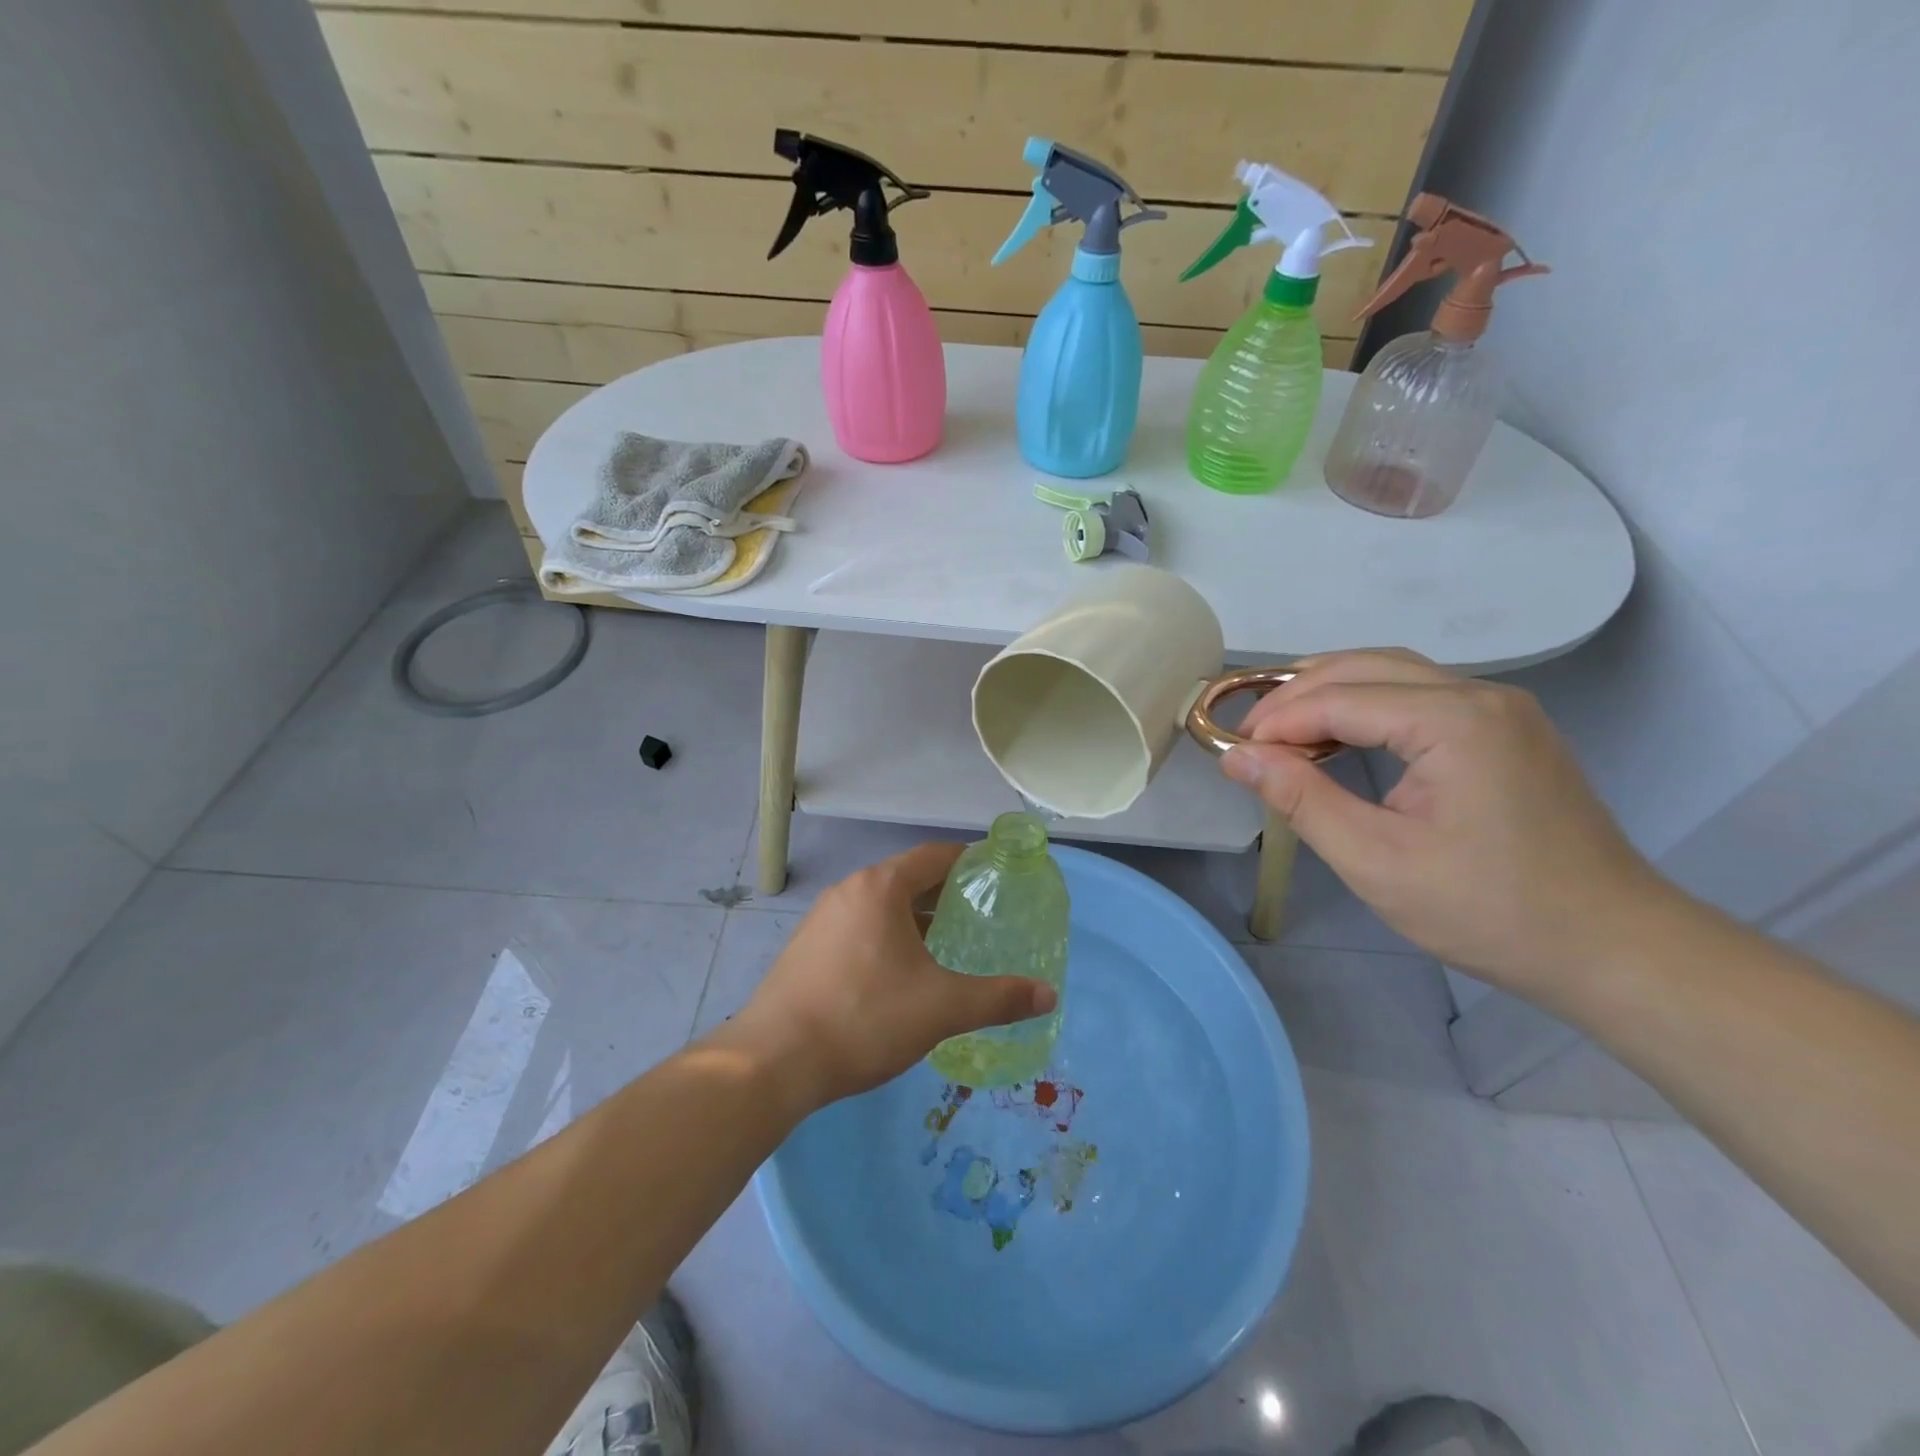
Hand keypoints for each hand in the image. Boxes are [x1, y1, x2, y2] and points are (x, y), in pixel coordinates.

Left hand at [720, 843, 1057, 1108]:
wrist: (774, 1061)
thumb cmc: (865, 1018)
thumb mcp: (941, 1008)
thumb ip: (998, 998)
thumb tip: (1049, 995)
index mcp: (880, 888)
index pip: (934, 856)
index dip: (968, 860)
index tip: (996, 873)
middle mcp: (849, 891)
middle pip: (906, 878)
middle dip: (944, 893)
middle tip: (980, 913)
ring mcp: (822, 919)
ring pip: (880, 905)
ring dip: (914, 917)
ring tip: (946, 942)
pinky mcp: (806, 948)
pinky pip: (858, 927)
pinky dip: (887, 936)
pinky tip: (900, 972)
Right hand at [1221, 649, 1671, 996]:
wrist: (1613, 948)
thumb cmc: (1488, 910)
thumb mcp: (1375, 861)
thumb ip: (1301, 799)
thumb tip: (1238, 757)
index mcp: (1454, 720)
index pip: (1339, 698)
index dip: (1277, 720)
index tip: (1231, 751)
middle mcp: (1481, 695)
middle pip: (1365, 666)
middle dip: (1297, 695)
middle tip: (1250, 738)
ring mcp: (1501, 709)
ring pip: (1393, 673)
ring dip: (1331, 693)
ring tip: (1282, 731)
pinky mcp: (1507, 730)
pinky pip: (1420, 695)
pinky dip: (1367, 705)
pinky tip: (1341, 736)